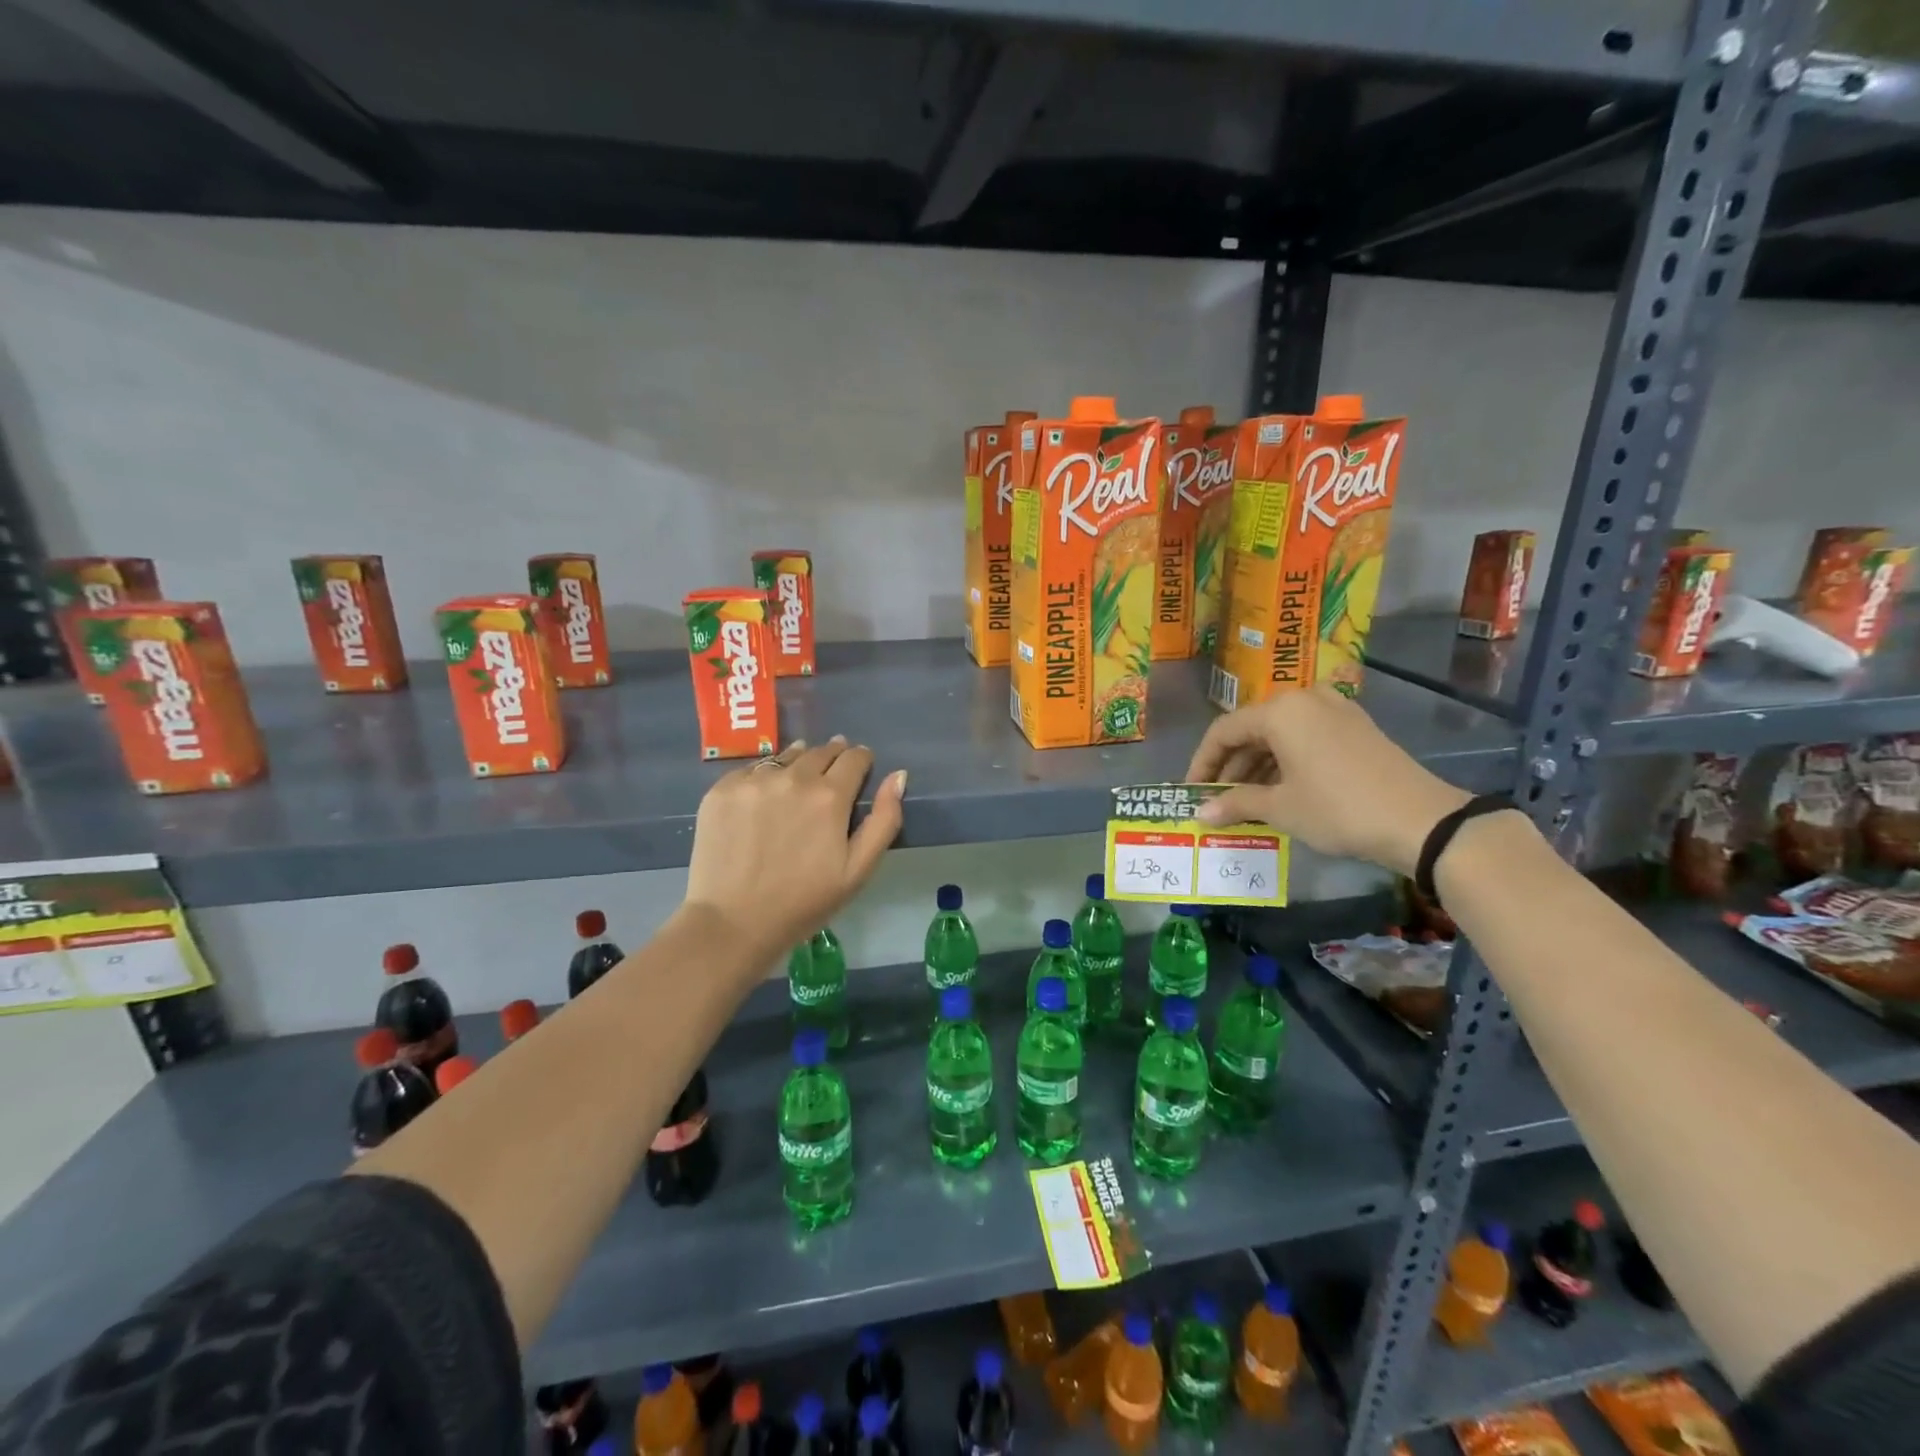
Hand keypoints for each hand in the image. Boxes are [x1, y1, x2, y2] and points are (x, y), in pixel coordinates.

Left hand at [683, 737, 905, 970]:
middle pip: (821, 751)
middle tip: (831, 776)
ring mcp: (753, 781)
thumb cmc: (804, 902)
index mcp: (830, 796)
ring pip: (786, 756)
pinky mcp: (722, 789)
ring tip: (798, 781)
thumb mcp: (858, 870)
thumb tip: (898, 775)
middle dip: (832, 758)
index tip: (860, 771)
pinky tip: (763, 799)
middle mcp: (793, 777)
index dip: (861, 761)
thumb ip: (884, 819)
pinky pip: (751, 770)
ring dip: (798, 763)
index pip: (855, 758)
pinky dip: (764, 777)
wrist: (734, 922)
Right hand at [1184, 687, 1468, 876]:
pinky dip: (1286, 762)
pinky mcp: (1356, 728)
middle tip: (1218, 800)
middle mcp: (1306, 700)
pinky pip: (1306, 738)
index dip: (1203, 763)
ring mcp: (1335, 711)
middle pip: (1252, 730)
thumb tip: (1199, 813)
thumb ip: (1235, 804)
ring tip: (1246, 802)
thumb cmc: (1337, 809)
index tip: (1192, 792)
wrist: (1421, 821)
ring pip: (1280, 735)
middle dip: (1231, 767)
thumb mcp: (1281, 808)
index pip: (1224, 731)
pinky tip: (1280, 792)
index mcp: (1280, 711)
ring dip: (1257, 767)